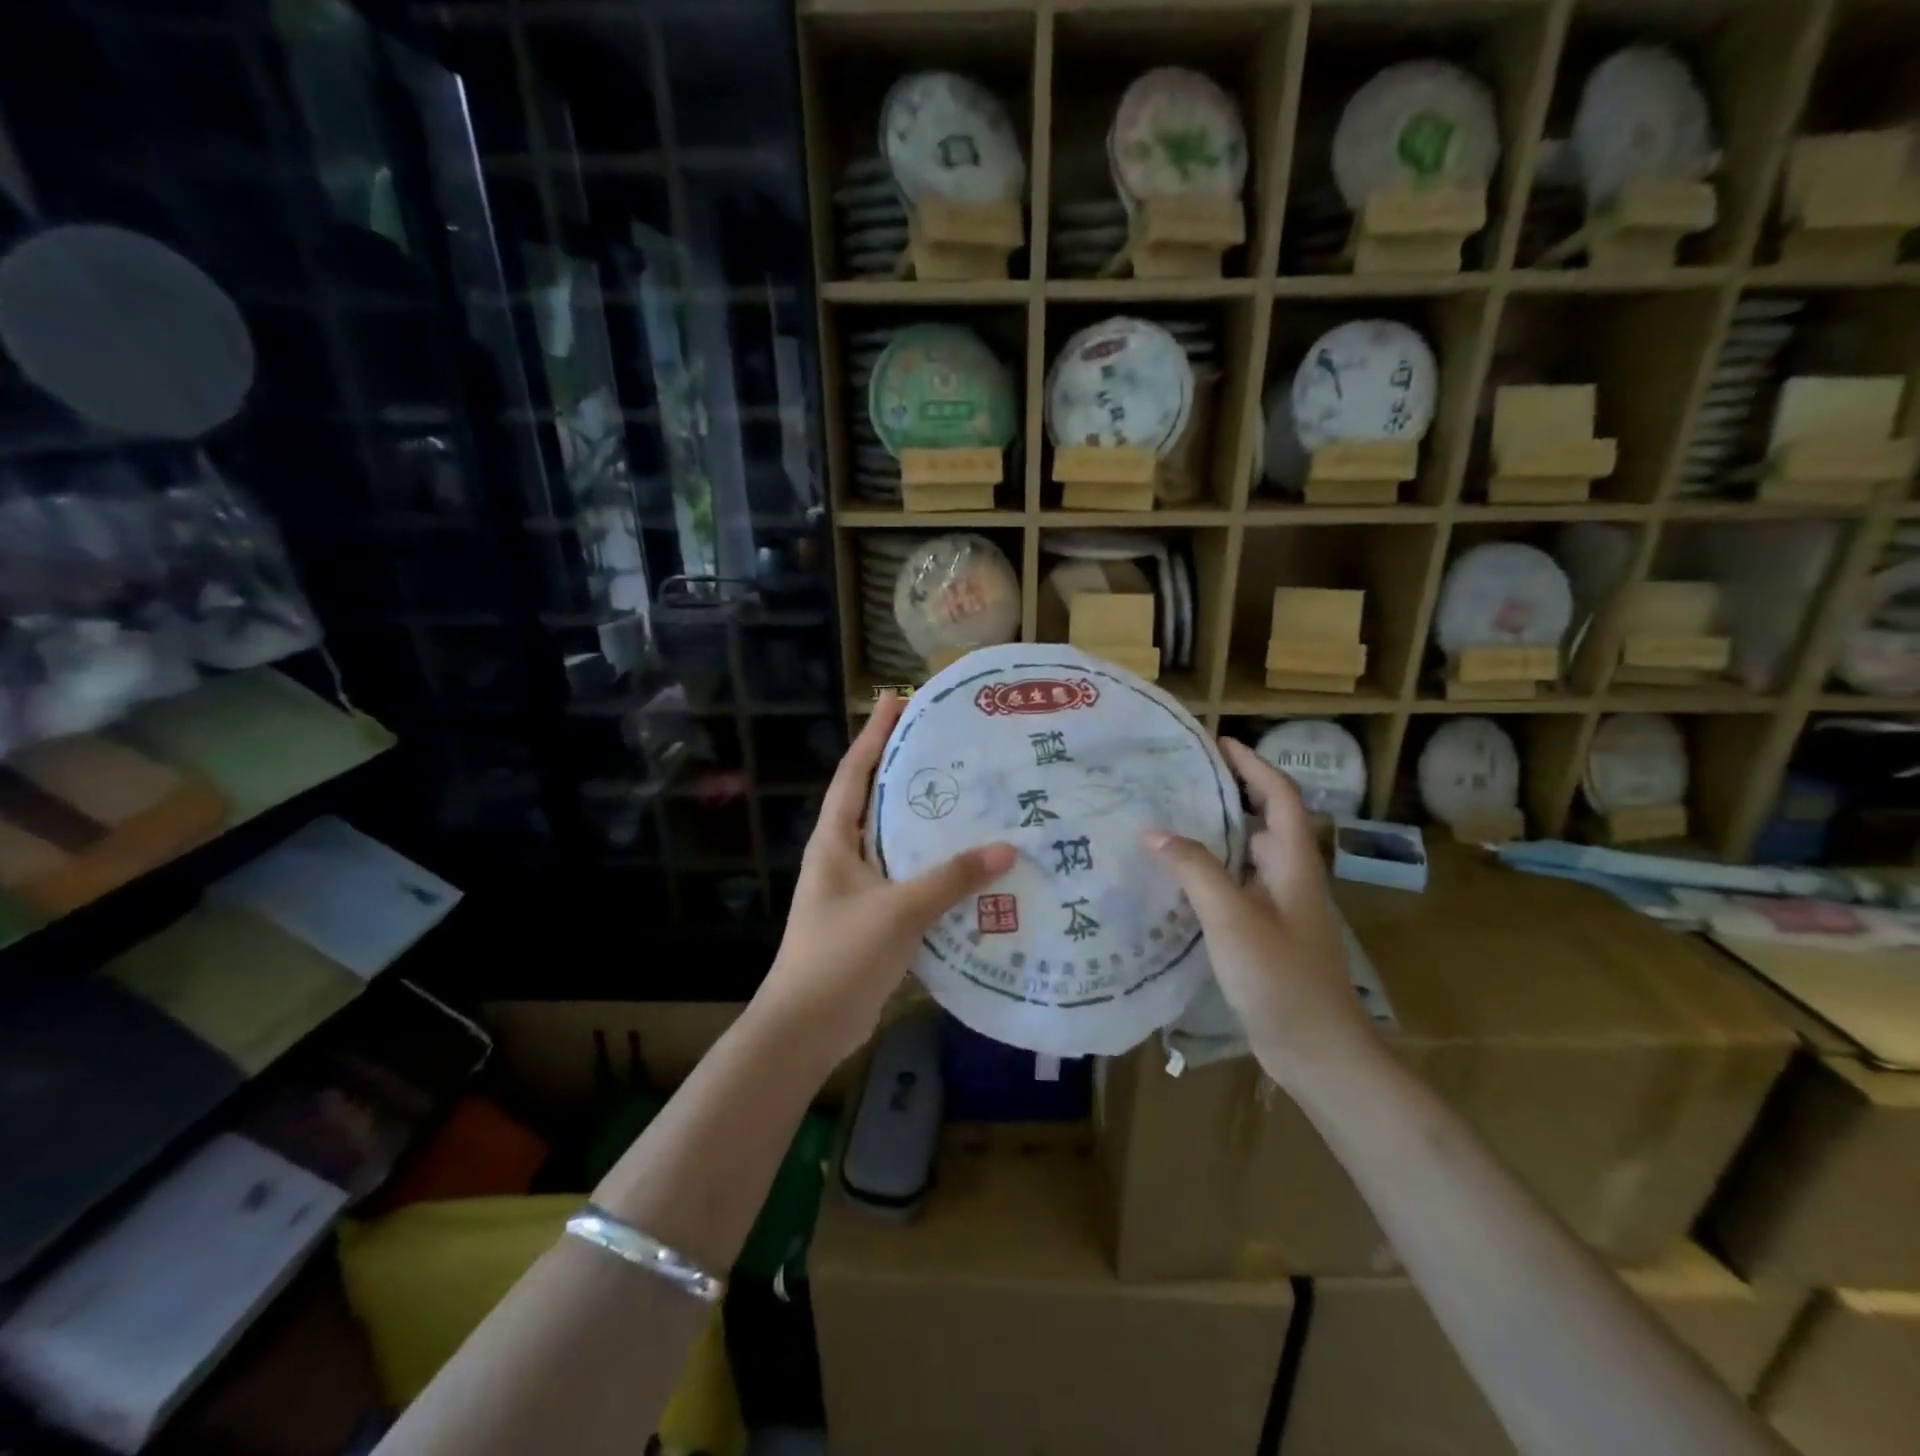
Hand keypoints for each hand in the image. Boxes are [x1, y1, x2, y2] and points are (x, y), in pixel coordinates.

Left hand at [757, 692, 1015, 1063]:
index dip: (875, 734)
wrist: (807, 1027)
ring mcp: (854, 889)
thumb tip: (1007, 848)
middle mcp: (841, 856)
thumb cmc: (841, 955)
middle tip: (948, 746)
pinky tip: (966, 866)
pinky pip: (905, 879)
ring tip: (966, 798)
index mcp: (834, 842)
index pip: (855, 773)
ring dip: (923, 822)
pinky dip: (931, 868)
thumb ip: (952, 879)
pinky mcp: (870, 918)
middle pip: (874, 801)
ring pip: (893, 842)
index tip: (897, 699)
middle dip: (905, 771)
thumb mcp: (899, 910)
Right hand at [1144, 737, 1375, 1084]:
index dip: (1253, 765)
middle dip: (1230, 792)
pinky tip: (1177, 878)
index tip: (1219, 742)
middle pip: (1265, 820)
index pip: (1280, 796)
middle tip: (1181, 779)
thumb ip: (1195, 870)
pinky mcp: (1267, 934)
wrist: (1317, 1051)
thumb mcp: (1232, 918)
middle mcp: (1291, 878)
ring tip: (1170, 819)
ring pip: (1248, 855)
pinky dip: (1211, 870)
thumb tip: (1153, 831)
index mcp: (1293, 864)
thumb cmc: (1281, 978)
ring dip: (1217, 832)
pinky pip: (1237, 886)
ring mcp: (1281, 908)